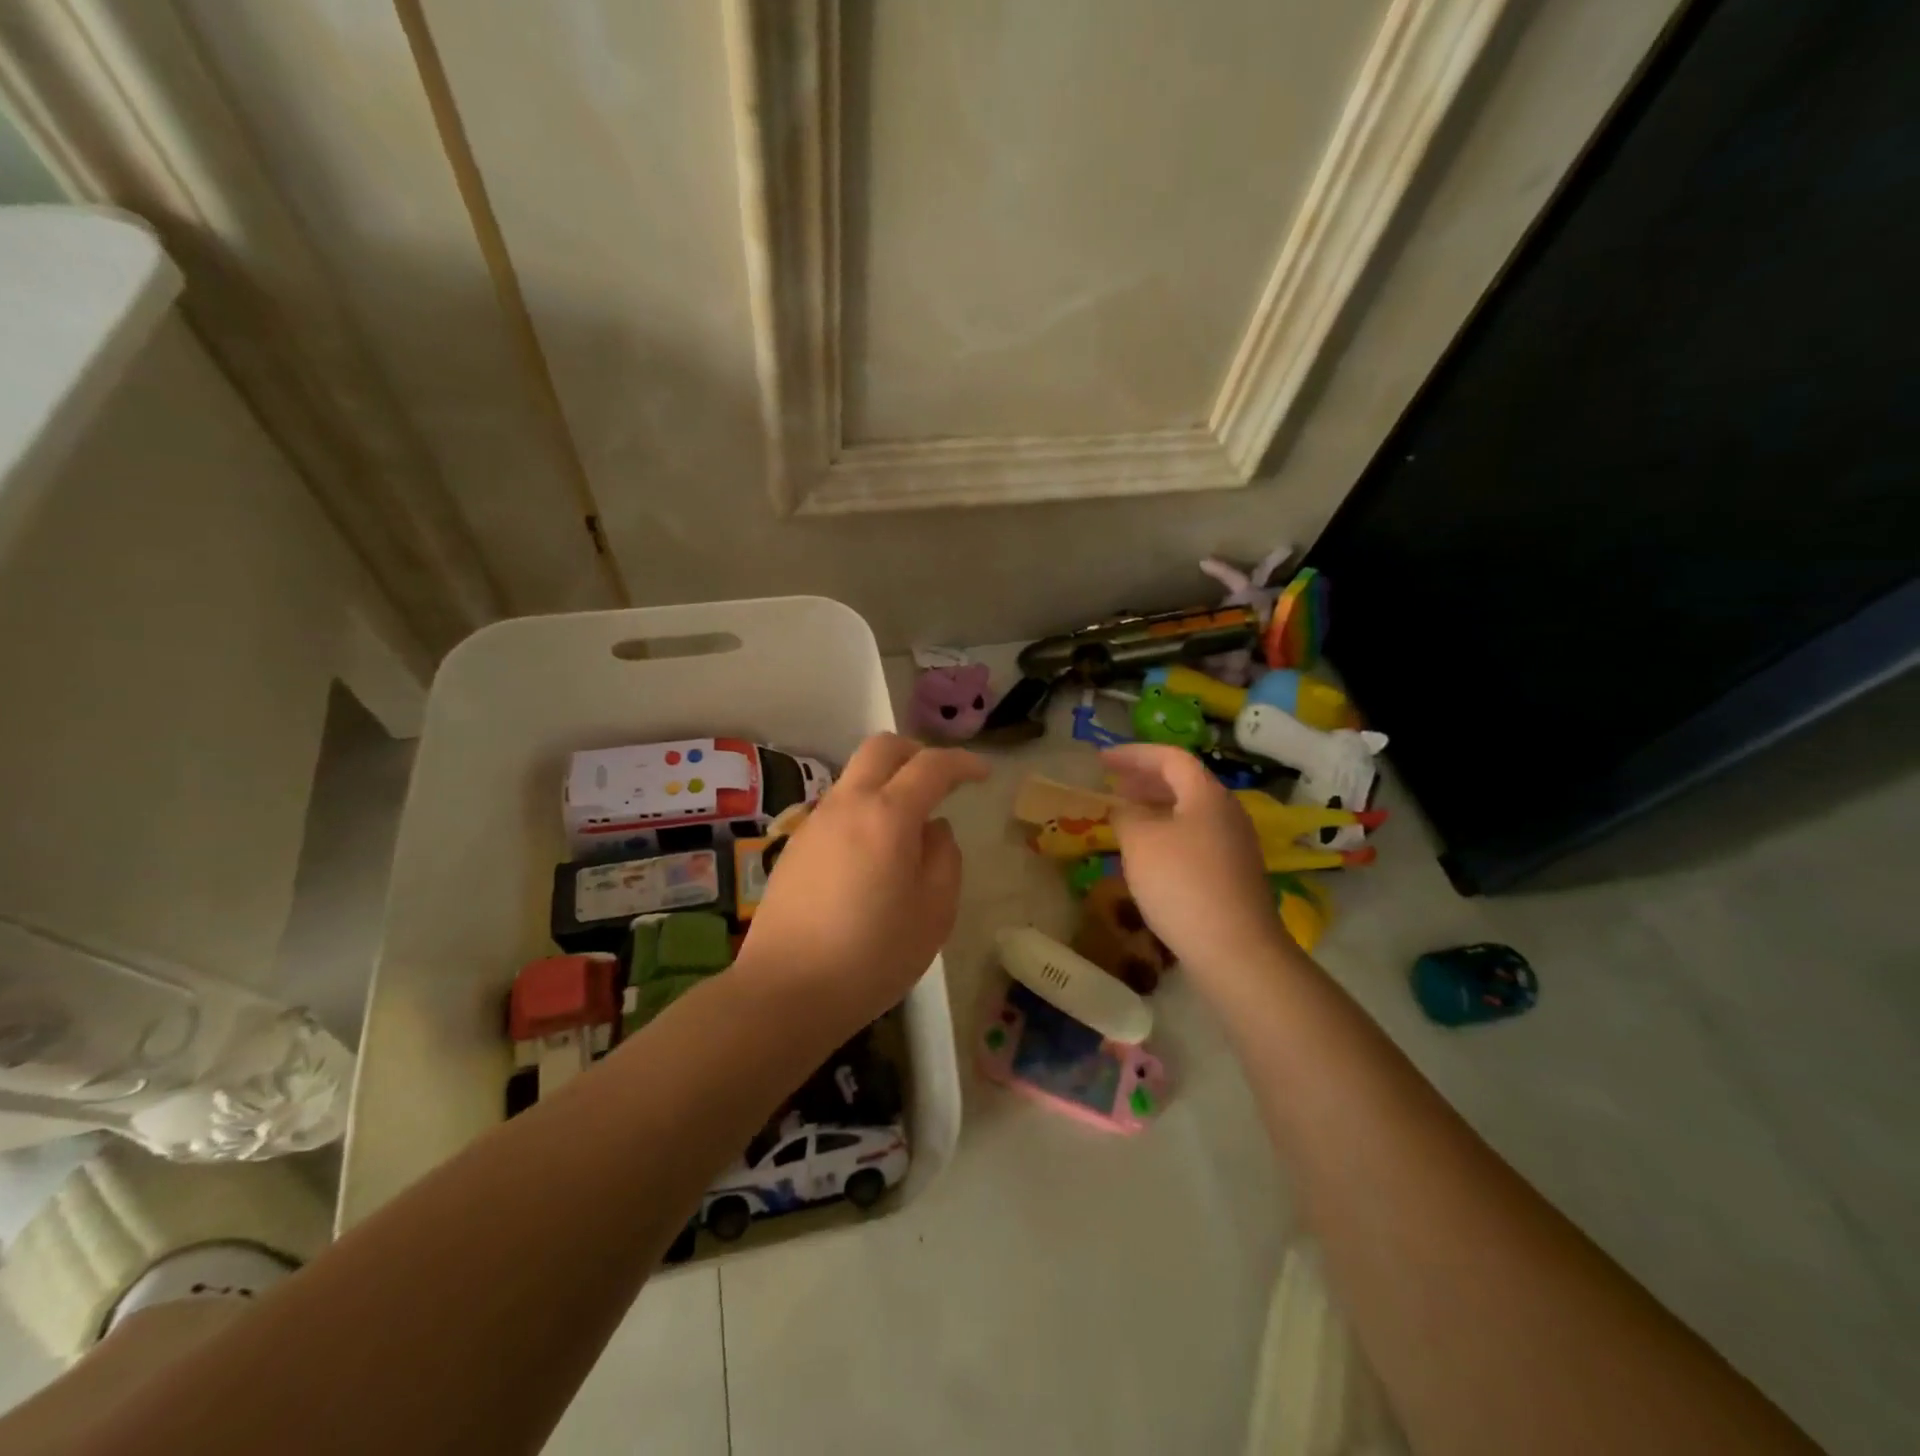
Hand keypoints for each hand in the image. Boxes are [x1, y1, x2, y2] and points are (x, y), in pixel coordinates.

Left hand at [739, 733, 988, 1022]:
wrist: (785, 991)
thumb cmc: (872, 956)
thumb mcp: (934, 913)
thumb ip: (944, 858)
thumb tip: (933, 829)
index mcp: (887, 815)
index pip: (931, 766)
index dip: (962, 763)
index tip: (982, 775)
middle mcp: (847, 805)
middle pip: (881, 748)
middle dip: (917, 753)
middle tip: (940, 781)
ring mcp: (814, 823)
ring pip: (856, 777)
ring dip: (887, 784)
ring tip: (908, 832)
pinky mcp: (795, 846)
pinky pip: (838, 809)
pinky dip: (864, 812)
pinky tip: (872, 859)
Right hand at [1101, 744, 1290, 987]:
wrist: (1235, 950)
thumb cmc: (1182, 884)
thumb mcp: (1140, 842)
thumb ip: (1126, 815)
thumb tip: (1125, 810)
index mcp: (1207, 794)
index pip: (1170, 757)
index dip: (1133, 754)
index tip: (1102, 760)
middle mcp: (1227, 812)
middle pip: (1184, 782)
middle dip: (1145, 779)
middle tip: (1113, 785)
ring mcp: (1235, 844)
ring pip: (1190, 812)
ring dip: (1156, 807)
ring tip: (1126, 817)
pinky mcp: (1234, 874)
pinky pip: (1195, 837)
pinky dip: (1168, 833)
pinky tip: (1149, 855)